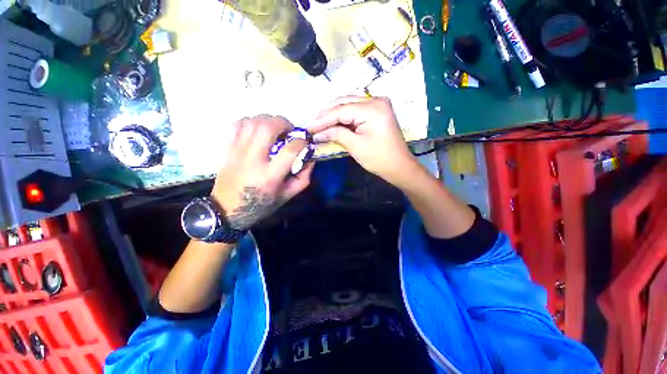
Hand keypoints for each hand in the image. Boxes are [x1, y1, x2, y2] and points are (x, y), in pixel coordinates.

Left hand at [211, 115, 313, 229]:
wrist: (227, 210)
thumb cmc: (261, 205)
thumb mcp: (288, 196)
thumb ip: (303, 178)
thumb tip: (310, 158)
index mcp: (270, 176)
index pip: (289, 150)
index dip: (302, 142)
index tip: (305, 143)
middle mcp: (252, 160)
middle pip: (267, 128)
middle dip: (283, 122)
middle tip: (289, 129)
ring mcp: (237, 153)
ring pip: (251, 122)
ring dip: (267, 120)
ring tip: (275, 128)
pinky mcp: (228, 150)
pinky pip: (237, 126)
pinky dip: (250, 122)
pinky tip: (258, 129)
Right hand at [310, 97, 418, 185]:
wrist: (399, 166)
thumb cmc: (379, 158)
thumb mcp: (355, 146)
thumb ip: (336, 134)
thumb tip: (317, 133)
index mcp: (373, 108)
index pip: (341, 110)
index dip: (322, 119)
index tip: (308, 127)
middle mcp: (376, 100)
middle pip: (344, 103)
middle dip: (327, 114)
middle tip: (311, 124)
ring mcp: (378, 104)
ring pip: (349, 104)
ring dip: (334, 114)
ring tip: (318, 122)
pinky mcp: (377, 111)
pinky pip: (356, 110)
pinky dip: (344, 116)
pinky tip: (333, 121)